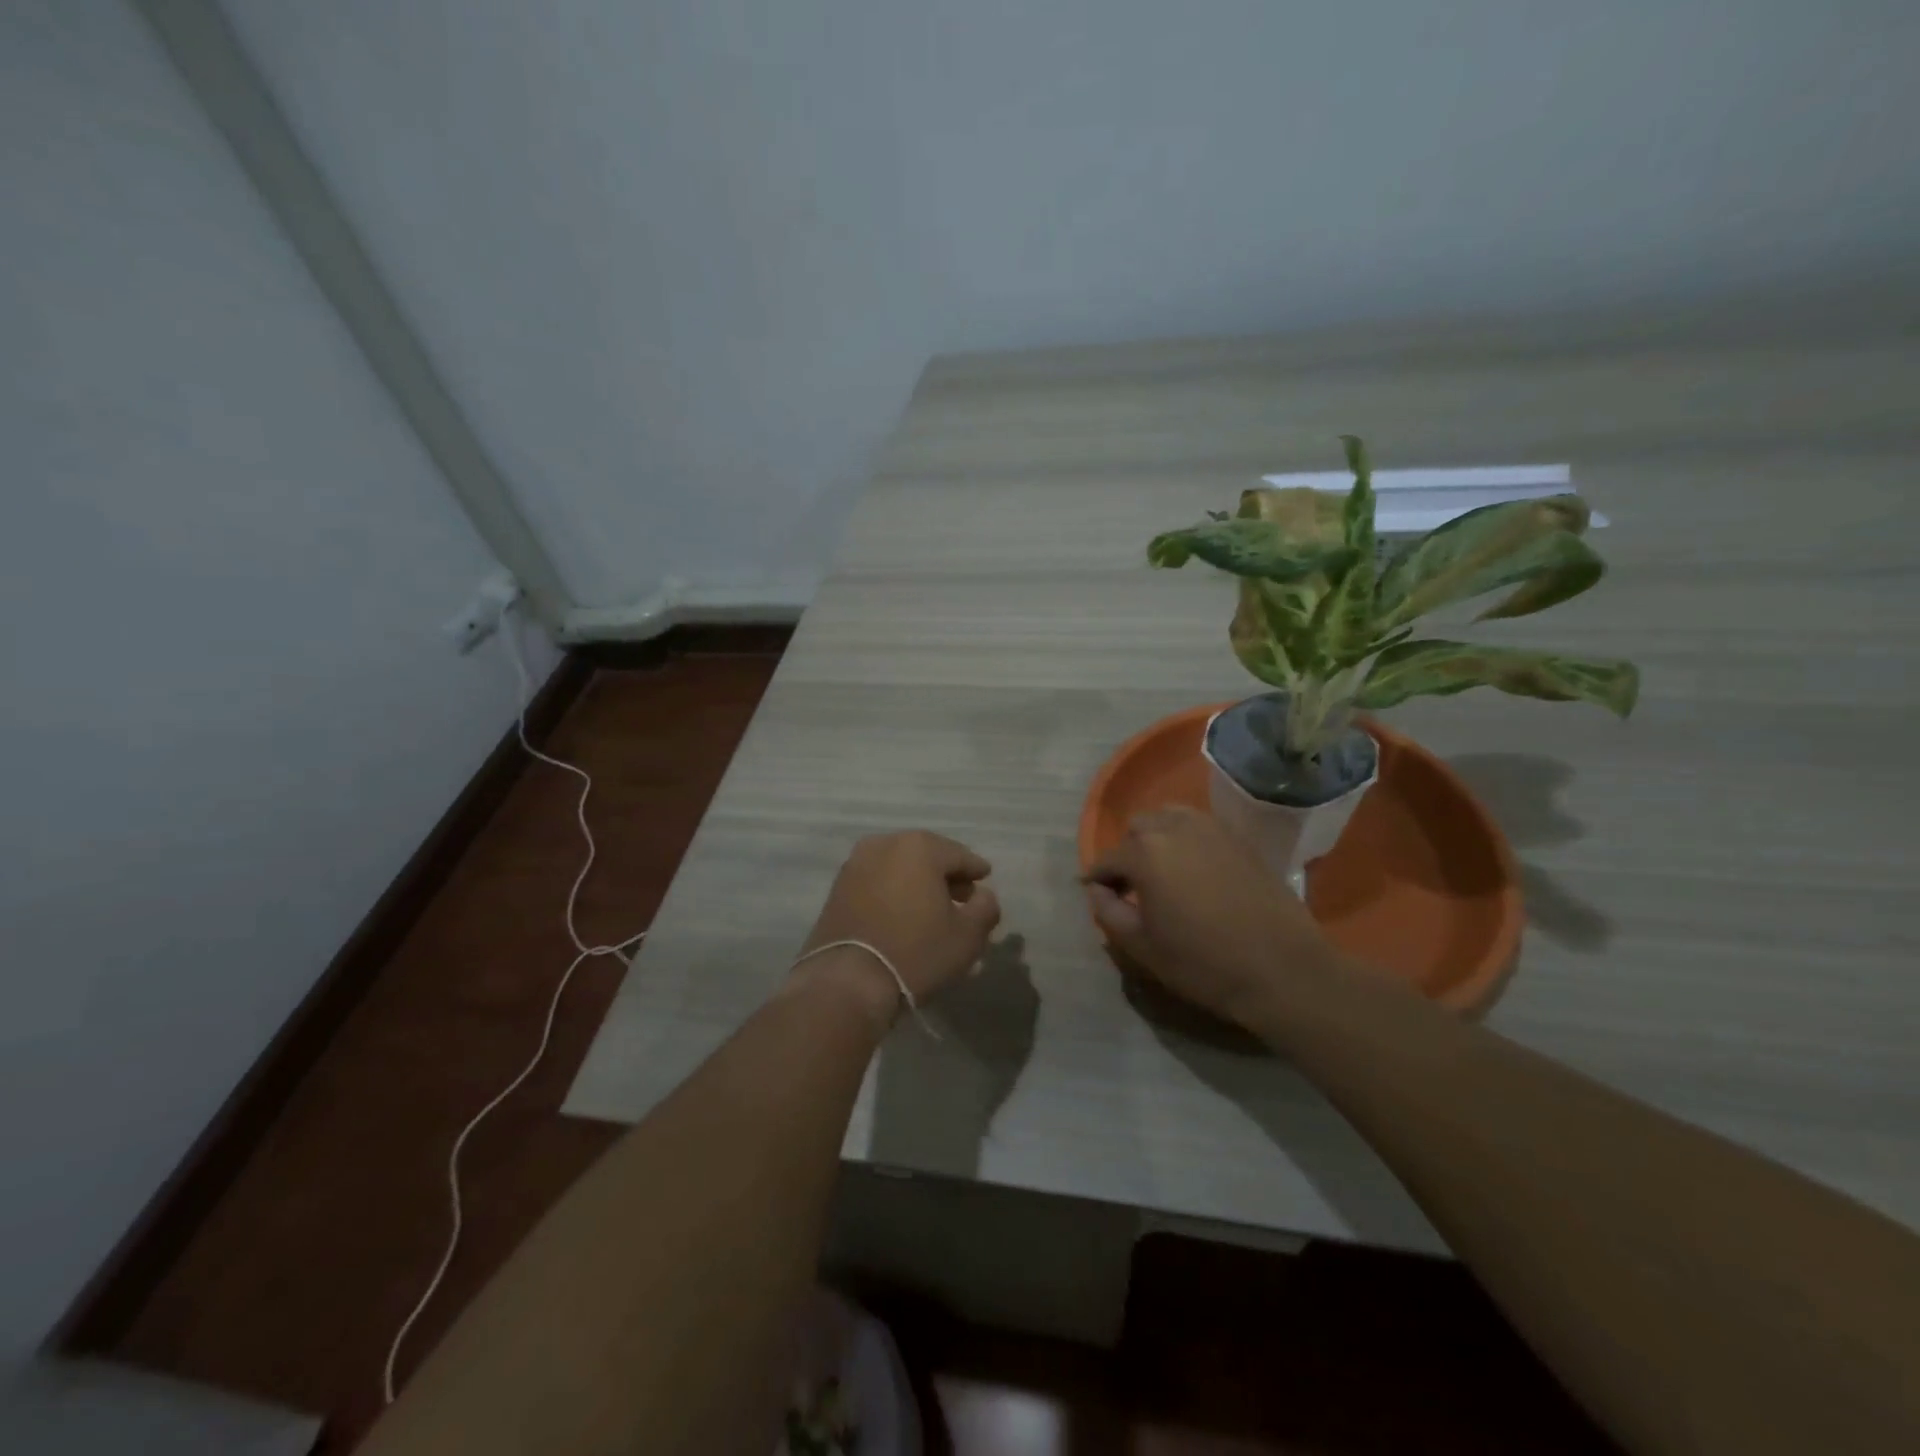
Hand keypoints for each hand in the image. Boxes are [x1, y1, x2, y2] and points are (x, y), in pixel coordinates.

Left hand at [800, 831, 1001, 1011]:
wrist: (847, 981)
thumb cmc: (916, 952)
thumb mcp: (967, 936)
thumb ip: (985, 908)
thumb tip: (983, 895)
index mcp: (919, 847)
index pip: (959, 855)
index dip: (975, 870)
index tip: (984, 880)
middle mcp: (885, 844)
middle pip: (926, 856)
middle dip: (946, 875)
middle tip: (962, 897)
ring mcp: (856, 864)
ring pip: (899, 867)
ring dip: (918, 882)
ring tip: (932, 908)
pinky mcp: (837, 887)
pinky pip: (877, 881)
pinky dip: (894, 891)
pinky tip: (903, 914)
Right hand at [1085, 806, 1340, 1030]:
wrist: (1282, 970)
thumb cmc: (1203, 963)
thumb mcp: (1142, 946)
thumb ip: (1108, 912)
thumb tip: (1096, 890)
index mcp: (1145, 853)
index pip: (1108, 859)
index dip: (1097, 878)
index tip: (1096, 895)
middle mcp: (1174, 828)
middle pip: (1137, 829)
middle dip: (1128, 854)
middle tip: (1132, 887)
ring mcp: (1211, 829)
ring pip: (1169, 819)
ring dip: (1157, 839)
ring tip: (1163, 872)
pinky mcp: (1239, 838)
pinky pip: (1200, 828)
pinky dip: (1186, 841)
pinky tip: (1194, 871)